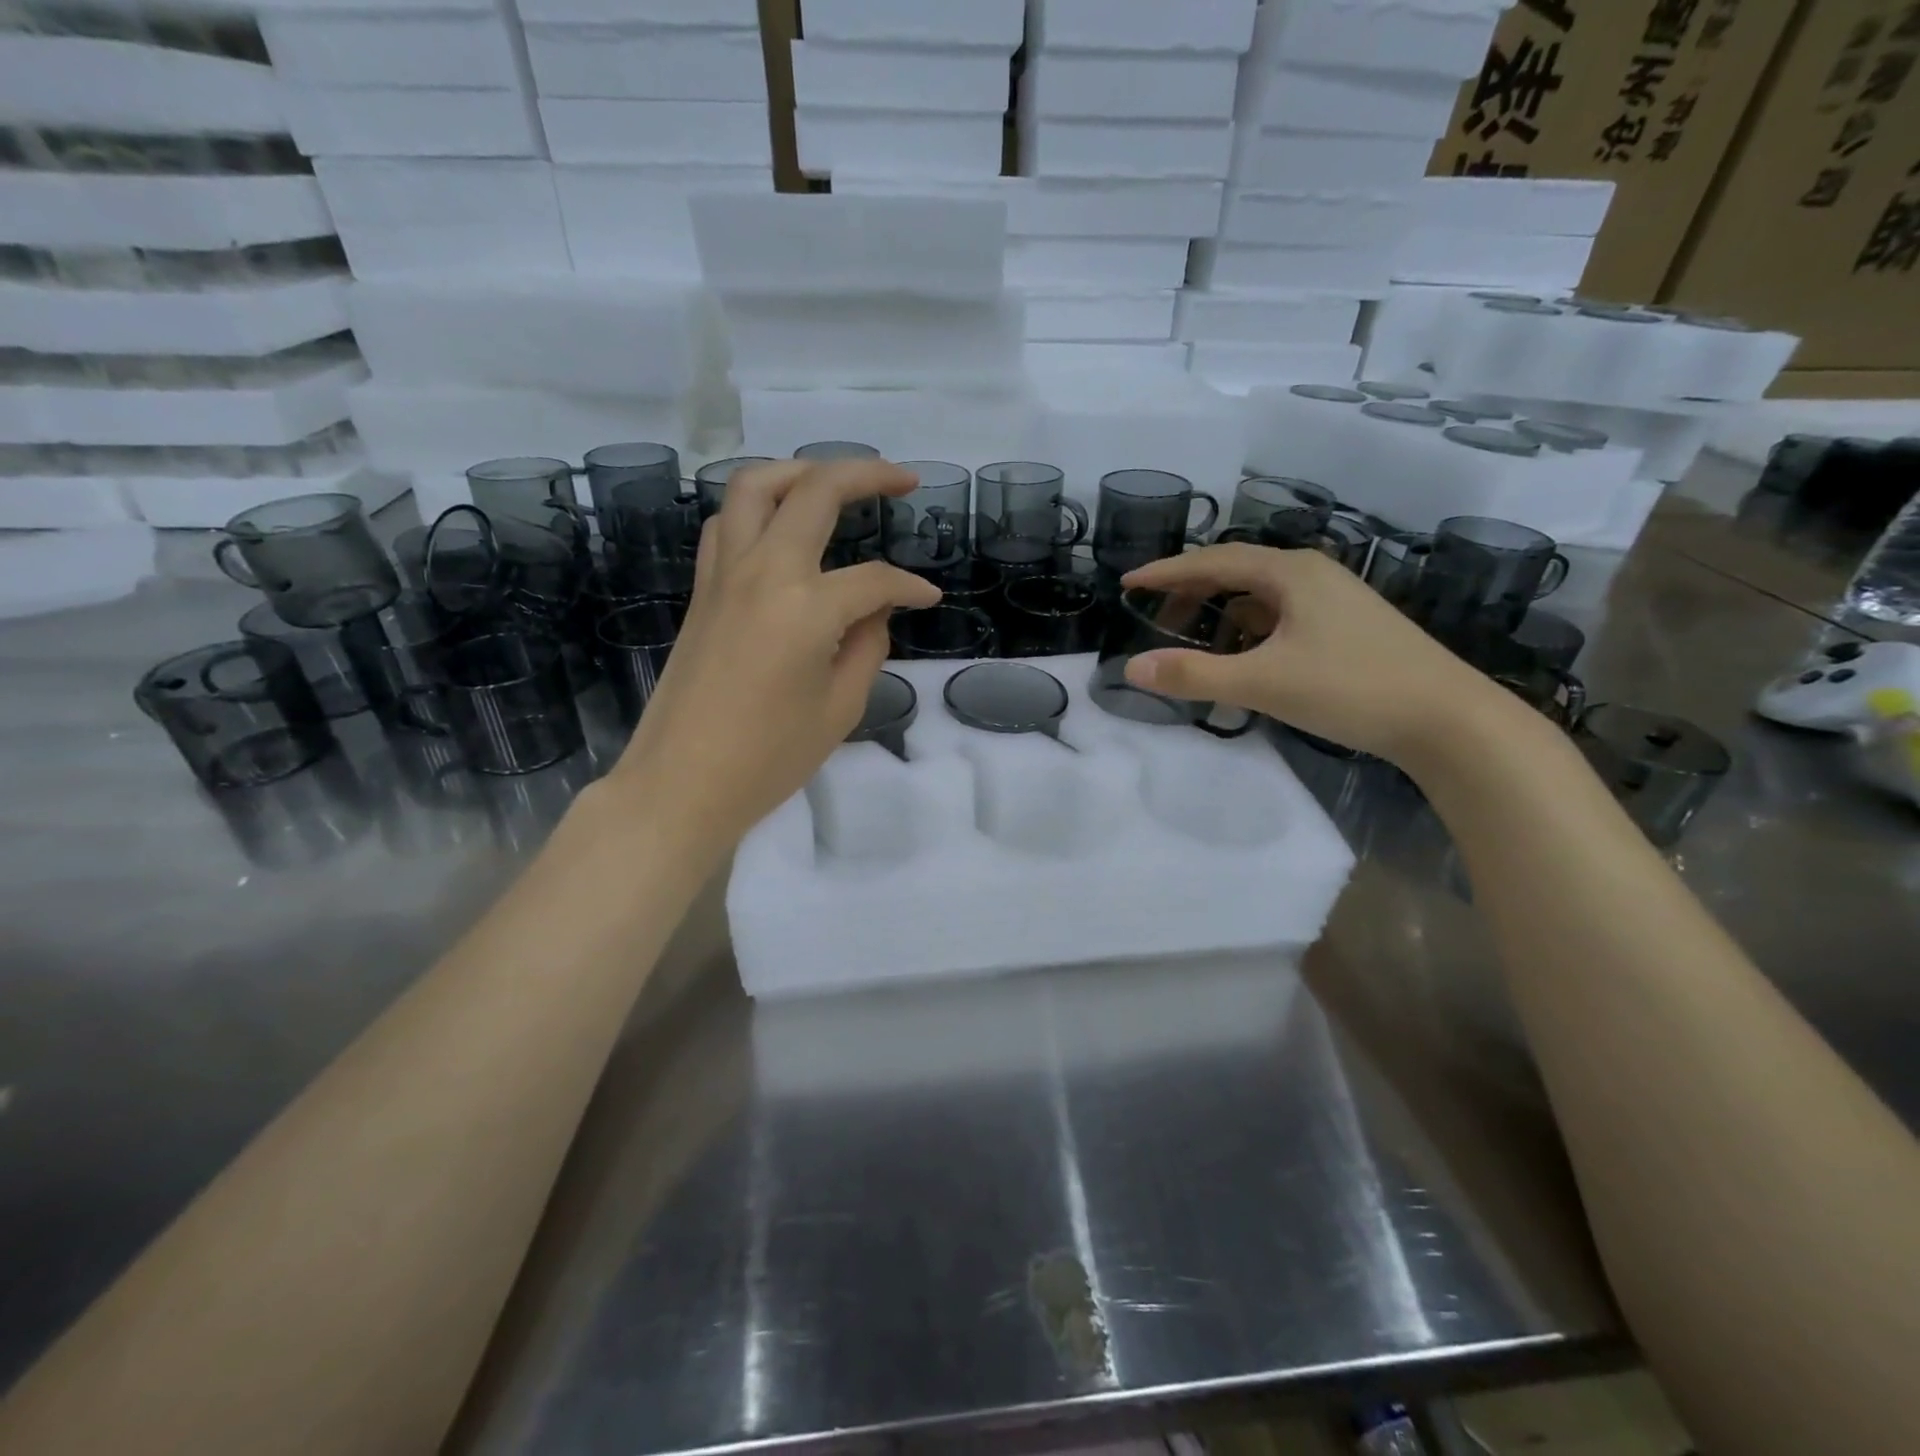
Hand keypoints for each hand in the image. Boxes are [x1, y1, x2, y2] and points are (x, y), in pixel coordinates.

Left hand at [595, 459, 939, 853]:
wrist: (681, 783)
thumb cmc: (769, 758)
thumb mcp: (840, 707)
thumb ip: (868, 646)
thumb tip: (875, 609)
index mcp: (805, 606)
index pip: (874, 580)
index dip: (910, 587)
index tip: (930, 600)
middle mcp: (762, 571)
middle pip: (815, 492)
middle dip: (866, 475)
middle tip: (902, 479)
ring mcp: (723, 574)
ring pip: (755, 487)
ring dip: (800, 472)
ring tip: (834, 484)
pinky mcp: (701, 589)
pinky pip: (728, 523)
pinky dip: (759, 507)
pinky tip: (781, 527)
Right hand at [1121, 543, 1523, 768]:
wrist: (1449, 719)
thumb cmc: (1351, 689)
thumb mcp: (1263, 683)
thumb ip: (1194, 675)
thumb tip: (1131, 668)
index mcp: (1291, 573)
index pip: (1213, 561)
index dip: (1166, 572)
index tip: (1127, 583)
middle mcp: (1312, 574)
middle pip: (1236, 570)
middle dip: (1191, 590)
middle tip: (1154, 613)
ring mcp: (1334, 599)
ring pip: (1261, 594)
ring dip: (1221, 610)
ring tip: (1193, 637)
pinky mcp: (1347, 625)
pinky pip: (1282, 614)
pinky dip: (1250, 627)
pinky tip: (1244, 653)